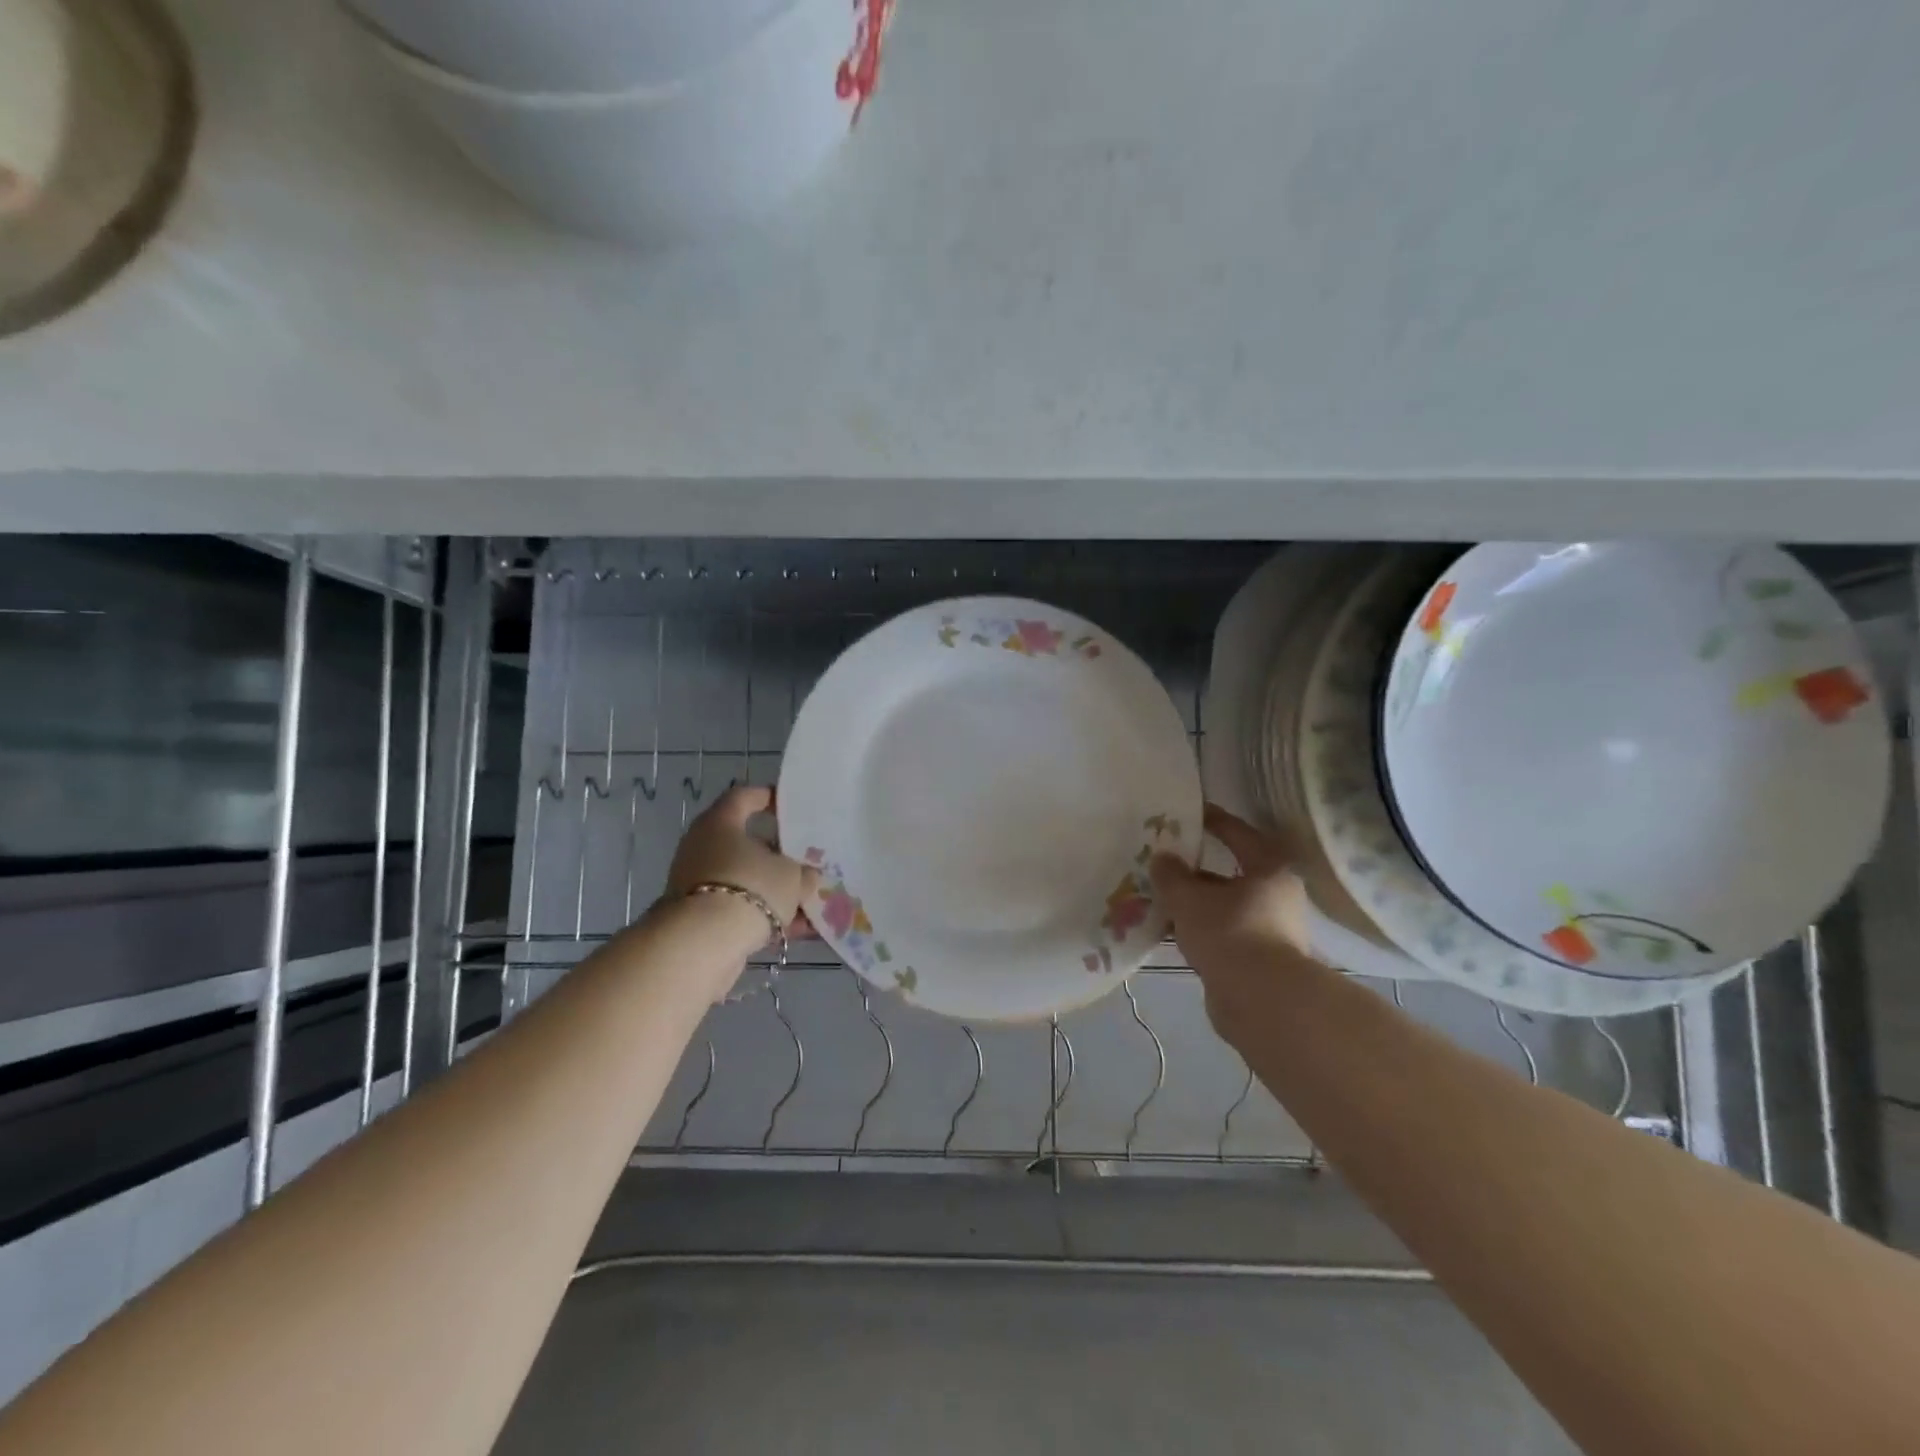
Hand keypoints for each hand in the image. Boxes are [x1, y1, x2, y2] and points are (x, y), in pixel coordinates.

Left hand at [663, 785, 818, 959]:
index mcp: (721, 823)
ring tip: (809, 902)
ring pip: (746, 879)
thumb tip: (806, 875)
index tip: (791, 806)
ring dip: (775, 890)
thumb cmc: (750, 888)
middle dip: (778, 855)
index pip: (744, 797)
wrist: (702, 945)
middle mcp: (703, 847)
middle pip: (746, 843)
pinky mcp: (700, 916)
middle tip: (807, 860)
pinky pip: (740, 908)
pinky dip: (765, 915)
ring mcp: (698, 883)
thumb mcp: (791, 876)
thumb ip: (803, 872)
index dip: (768, 798)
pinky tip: (797, 930)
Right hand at [1149, 804, 1326, 1041]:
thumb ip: (1171, 875)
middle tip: (1163, 861)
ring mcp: (1271, 929)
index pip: (1237, 832)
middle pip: (1230, 872)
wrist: (1261, 1002)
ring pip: (1224, 906)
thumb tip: (1162, 858)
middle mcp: (1277, 895)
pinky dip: (1200, 929)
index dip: (1211, 820)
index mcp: (1269, 868)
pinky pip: (1223, 933)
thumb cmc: (1229, 933)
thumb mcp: (1189, 898)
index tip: (1186, 811)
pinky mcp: (1260, 960)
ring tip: (1159, 897)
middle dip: (1195, 869)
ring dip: (1195, 903)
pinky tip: (1171, 930)